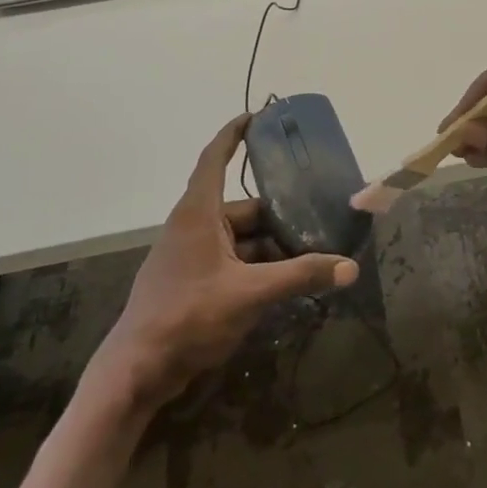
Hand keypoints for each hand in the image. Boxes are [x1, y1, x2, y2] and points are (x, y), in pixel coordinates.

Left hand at [96, 115, 356, 410]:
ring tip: (309, 258)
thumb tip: (349, 267)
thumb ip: (300, 277)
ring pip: (240, 239)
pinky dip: (256, 267)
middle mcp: (193, 226)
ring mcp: (190, 255)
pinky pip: (231, 261)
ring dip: (270, 248)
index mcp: (198, 213)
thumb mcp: (250, 294)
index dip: (234, 134)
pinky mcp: (191, 282)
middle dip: (279, 217)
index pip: (215, 158)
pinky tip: (283, 284)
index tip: (257, 116)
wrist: (137, 371)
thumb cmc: (188, 317)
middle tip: (318, 222)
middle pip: (243, 209)